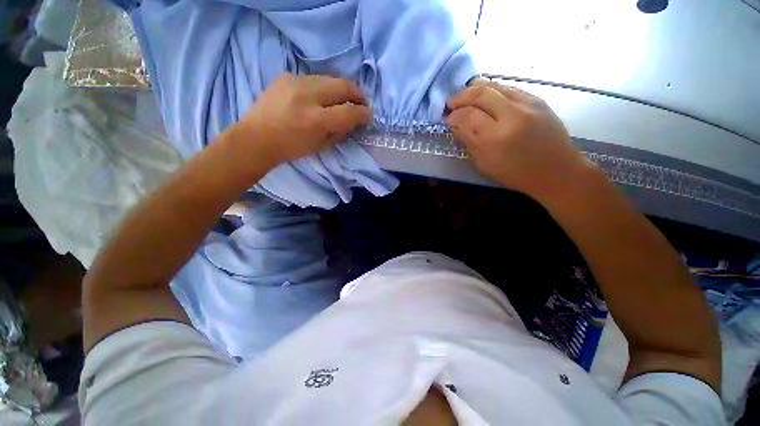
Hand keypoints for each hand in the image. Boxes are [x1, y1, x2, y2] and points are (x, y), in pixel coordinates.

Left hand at [233, 72, 371, 163]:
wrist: (257, 137)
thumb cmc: (292, 148)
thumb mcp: (321, 146)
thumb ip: (340, 132)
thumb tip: (353, 120)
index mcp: (316, 120)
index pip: (350, 111)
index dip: (364, 113)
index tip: (369, 115)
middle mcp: (307, 95)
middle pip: (343, 86)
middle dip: (358, 94)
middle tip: (362, 102)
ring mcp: (295, 81)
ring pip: (330, 79)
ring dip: (342, 89)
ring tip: (344, 99)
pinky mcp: (287, 75)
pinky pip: (314, 79)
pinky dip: (324, 88)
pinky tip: (321, 97)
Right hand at [446, 79, 593, 201]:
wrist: (556, 170)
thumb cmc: (516, 174)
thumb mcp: (484, 164)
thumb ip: (468, 142)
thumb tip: (455, 126)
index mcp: (494, 138)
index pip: (466, 117)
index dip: (453, 116)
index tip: (447, 118)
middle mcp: (511, 115)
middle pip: (478, 94)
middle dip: (459, 97)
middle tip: (451, 103)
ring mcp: (527, 103)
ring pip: (493, 85)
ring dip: (474, 89)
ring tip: (464, 97)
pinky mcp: (537, 99)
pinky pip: (508, 88)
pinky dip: (491, 90)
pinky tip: (485, 98)